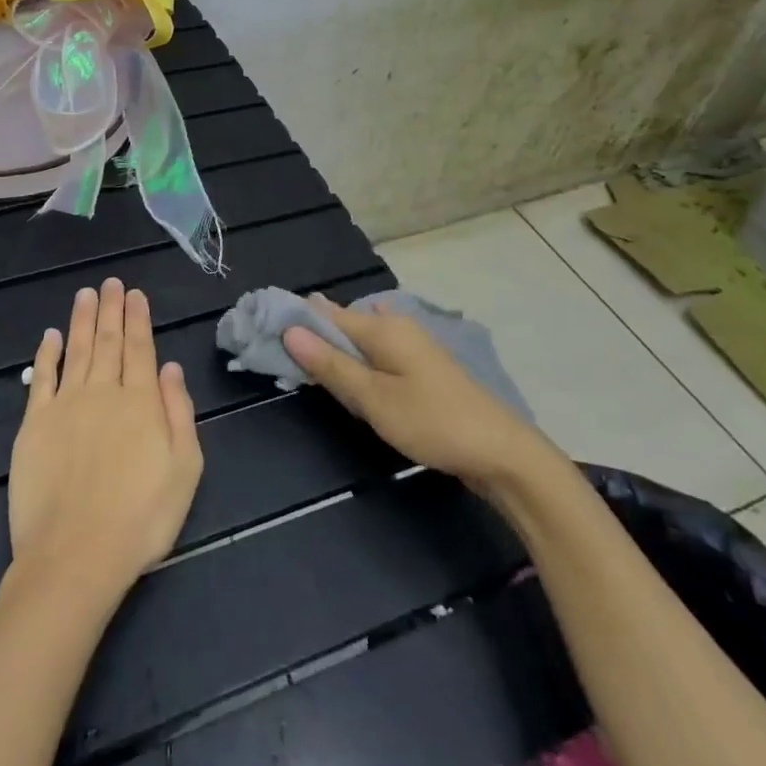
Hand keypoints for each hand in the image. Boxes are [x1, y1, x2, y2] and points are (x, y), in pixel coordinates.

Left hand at [6, 279, 203, 609]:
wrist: (75, 555)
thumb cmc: (141, 518)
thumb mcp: (185, 469)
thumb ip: (178, 412)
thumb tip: (170, 366)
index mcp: (141, 401)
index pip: (140, 348)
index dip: (138, 318)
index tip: (135, 293)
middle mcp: (103, 392)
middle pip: (108, 341)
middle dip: (111, 309)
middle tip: (111, 282)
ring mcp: (65, 406)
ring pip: (76, 350)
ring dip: (82, 320)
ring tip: (86, 294)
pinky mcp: (34, 424)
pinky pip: (42, 378)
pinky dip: (47, 354)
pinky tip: (50, 335)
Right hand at [282, 294, 540, 488]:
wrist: (501, 453)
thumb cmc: (433, 422)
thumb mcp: (374, 399)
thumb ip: (332, 365)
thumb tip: (291, 330)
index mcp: (383, 325)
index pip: (325, 312)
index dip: (295, 320)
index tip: (264, 332)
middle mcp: (397, 325)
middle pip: (343, 324)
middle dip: (313, 338)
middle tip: (282, 362)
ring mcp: (413, 346)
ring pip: (361, 341)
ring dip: (335, 354)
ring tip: (309, 375)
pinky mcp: (421, 368)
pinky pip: (377, 355)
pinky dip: (358, 365)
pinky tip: (351, 384)